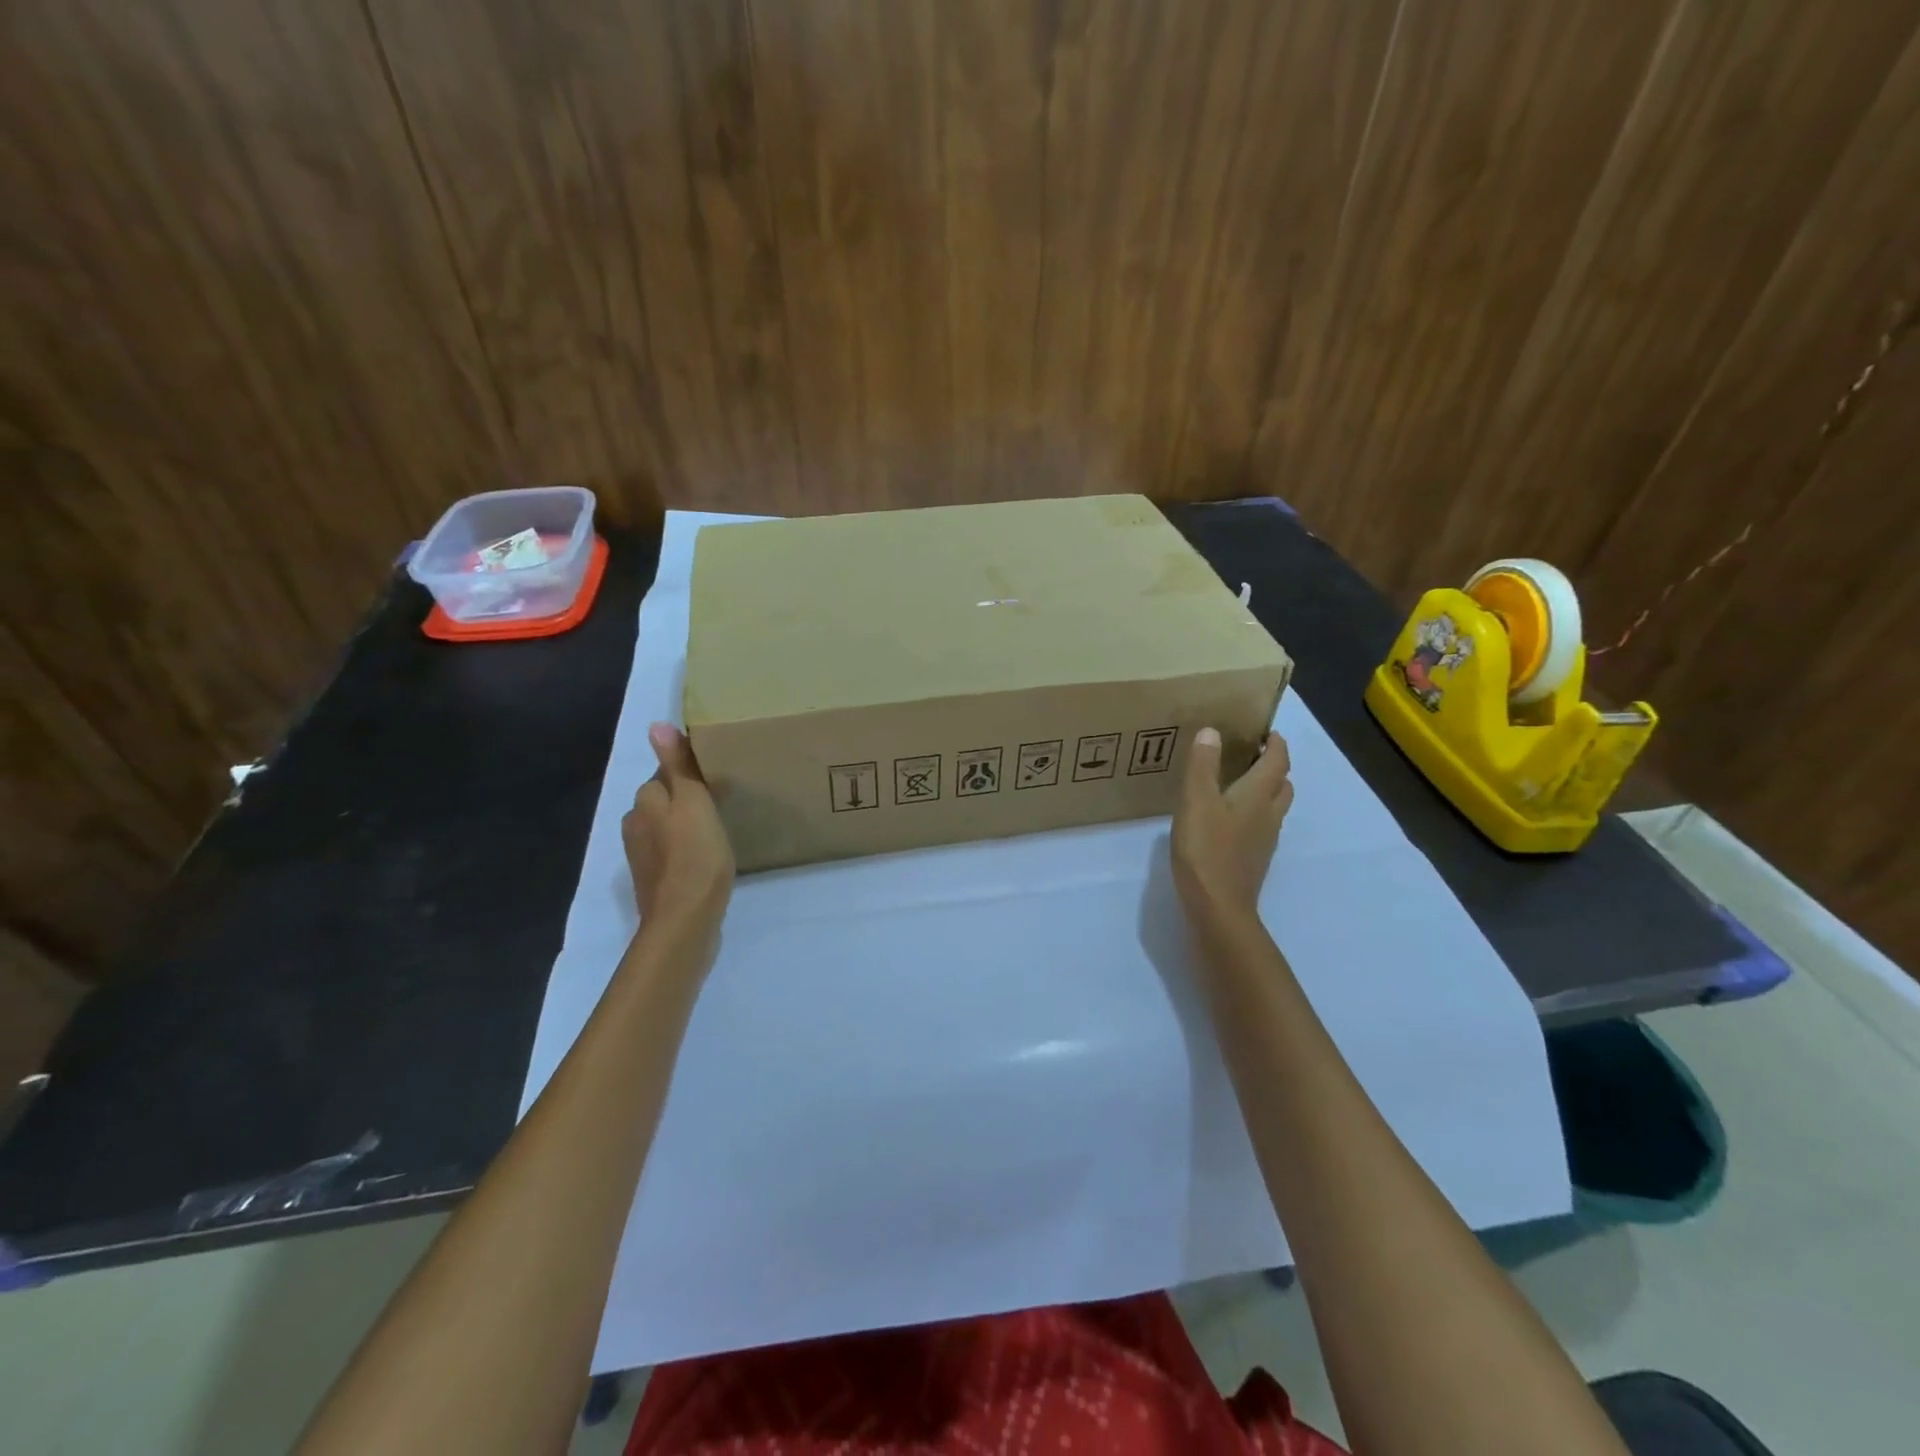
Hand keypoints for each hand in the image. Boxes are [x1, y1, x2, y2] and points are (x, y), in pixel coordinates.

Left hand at [622, 723, 735, 940]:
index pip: (664, 775)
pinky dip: (686, 851)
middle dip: (686, 800)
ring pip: (666, 828)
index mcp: (644, 803)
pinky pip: (672, 854)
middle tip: (722, 803)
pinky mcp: (655, 882)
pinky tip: (707, 859)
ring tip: (717, 830)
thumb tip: (656, 725)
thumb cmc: (695, 854)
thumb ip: (677, 766)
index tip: (716, 779)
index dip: (689, 774)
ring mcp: (643, 857)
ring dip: (685, 826)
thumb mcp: (693, 802)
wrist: (685, 921)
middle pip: (663, 802)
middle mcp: (635, 826)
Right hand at [1171, 728, 1292, 932]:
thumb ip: (1203, 765)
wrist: (1218, 907)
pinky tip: (1228, 820)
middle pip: (1282, 784)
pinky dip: (1252, 814)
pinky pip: (1261, 826)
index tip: (1267, 731)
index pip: (1277, 761)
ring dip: (1265, 791)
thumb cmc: (1206, 850)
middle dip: (1273, 767)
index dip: (1276, 744)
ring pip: (1274, 807)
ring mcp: (1264, 840)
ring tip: (1238, 783)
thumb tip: (1213, 731)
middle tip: (1251, 755)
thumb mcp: (1196, 801)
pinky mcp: (1254, 859)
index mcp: (1258, 795)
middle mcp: (1269, 814)